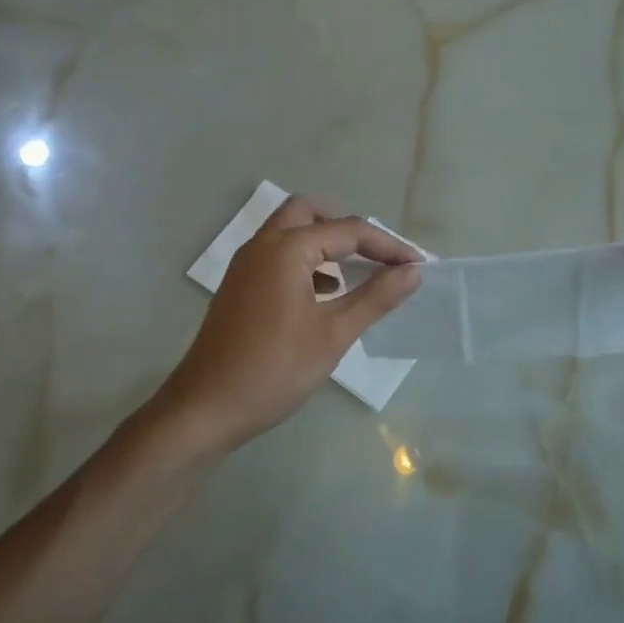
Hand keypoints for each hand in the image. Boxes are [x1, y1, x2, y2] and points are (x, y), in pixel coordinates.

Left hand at [152, 196, 422, 453]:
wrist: (205, 409)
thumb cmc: (275, 369)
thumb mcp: (334, 334)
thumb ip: (376, 297)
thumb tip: (413, 272)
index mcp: (286, 249)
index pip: (348, 230)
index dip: (388, 246)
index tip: (417, 266)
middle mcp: (262, 245)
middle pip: (309, 213)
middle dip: (348, 228)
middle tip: (377, 255)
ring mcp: (245, 266)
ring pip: (290, 232)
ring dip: (324, 243)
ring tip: (356, 274)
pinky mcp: (240, 287)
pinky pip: (277, 256)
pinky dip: (305, 262)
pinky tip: (323, 296)